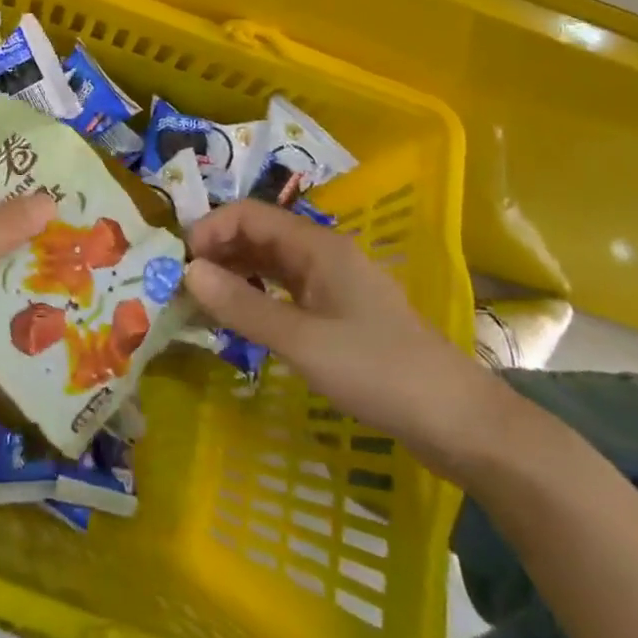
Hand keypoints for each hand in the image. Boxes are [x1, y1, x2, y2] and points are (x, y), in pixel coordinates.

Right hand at [185, 201, 499, 476]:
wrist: (458, 422)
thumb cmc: (378, 371)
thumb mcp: (301, 340)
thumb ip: (242, 305)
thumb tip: (187, 271)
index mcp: (317, 246)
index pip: (250, 215)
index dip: (210, 229)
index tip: (179, 262)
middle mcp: (323, 254)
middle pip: (259, 235)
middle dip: (218, 251)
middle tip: (182, 283)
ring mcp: (333, 284)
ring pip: (271, 263)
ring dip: (235, 274)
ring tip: (202, 300)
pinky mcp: (339, 312)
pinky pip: (285, 289)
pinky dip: (257, 296)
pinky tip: (240, 318)